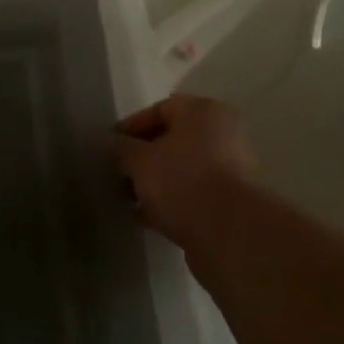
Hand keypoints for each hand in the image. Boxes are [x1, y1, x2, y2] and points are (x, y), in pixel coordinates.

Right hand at [114, 95, 254, 247]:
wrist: (230, 234)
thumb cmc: (182, 181)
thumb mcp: (139, 161)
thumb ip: (121, 149)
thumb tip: (113, 145)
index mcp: (203, 112)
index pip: (160, 109)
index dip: (131, 126)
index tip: (110, 146)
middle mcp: (223, 135)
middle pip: (173, 140)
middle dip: (143, 157)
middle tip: (119, 173)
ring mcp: (232, 170)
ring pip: (183, 169)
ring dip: (156, 181)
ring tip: (129, 199)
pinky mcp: (233, 203)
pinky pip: (194, 194)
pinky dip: (171, 201)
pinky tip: (147, 218)